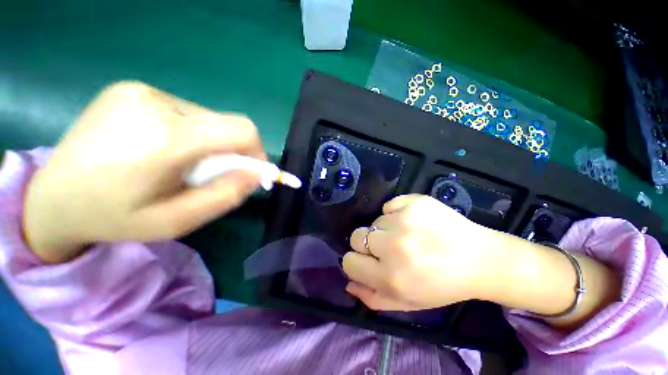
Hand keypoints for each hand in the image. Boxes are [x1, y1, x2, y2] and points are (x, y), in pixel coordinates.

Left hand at [24, 81, 265, 262]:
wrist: (52, 197)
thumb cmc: (114, 217)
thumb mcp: (177, 221)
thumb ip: (225, 195)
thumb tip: (256, 174)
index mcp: (166, 138)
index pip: (242, 130)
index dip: (256, 151)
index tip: (248, 171)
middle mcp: (156, 103)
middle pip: (226, 124)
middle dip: (228, 151)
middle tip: (204, 173)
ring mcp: (141, 92)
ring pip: (207, 118)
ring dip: (206, 142)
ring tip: (176, 162)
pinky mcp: (133, 89)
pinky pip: (184, 112)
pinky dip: (188, 132)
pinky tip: (159, 147)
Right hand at [342, 194, 501, 310]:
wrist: (480, 260)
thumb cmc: (442, 285)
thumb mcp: (407, 302)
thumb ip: (373, 298)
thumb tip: (349, 283)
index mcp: (390, 277)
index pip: (349, 262)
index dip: (356, 262)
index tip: (368, 261)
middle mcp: (393, 247)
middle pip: (356, 236)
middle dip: (367, 244)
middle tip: (388, 248)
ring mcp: (404, 220)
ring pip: (374, 221)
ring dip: (385, 229)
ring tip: (408, 236)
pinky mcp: (415, 202)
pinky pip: (389, 205)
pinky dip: (396, 213)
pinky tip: (412, 222)